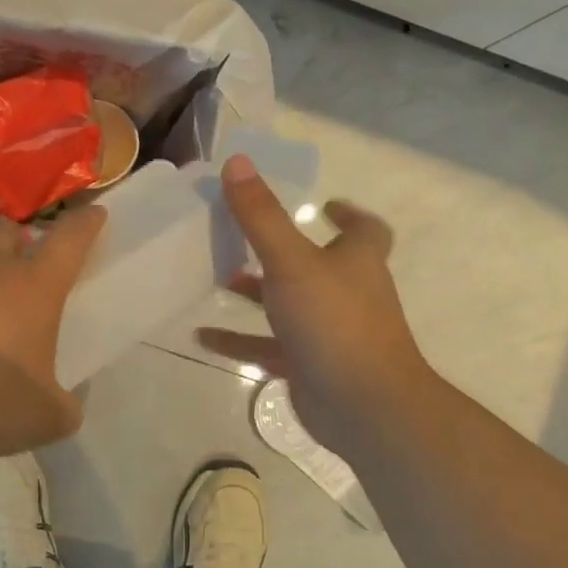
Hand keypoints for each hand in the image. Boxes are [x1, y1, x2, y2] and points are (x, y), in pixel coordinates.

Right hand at [198, 156, 431, 455]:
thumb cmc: (334, 322)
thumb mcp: (291, 262)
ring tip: (217, 278)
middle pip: (317, 264)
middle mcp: (346, 292)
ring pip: (289, 304)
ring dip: (256, 293)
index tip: (325, 204)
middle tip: (244, 236)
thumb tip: (237, 162)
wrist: (363, 405)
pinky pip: (268, 346)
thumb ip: (262, 216)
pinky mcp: (308, 365)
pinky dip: (238, 339)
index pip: (365, 229)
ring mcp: (328, 331)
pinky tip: (202, 336)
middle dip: (283, 250)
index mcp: (356, 261)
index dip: (348, 215)